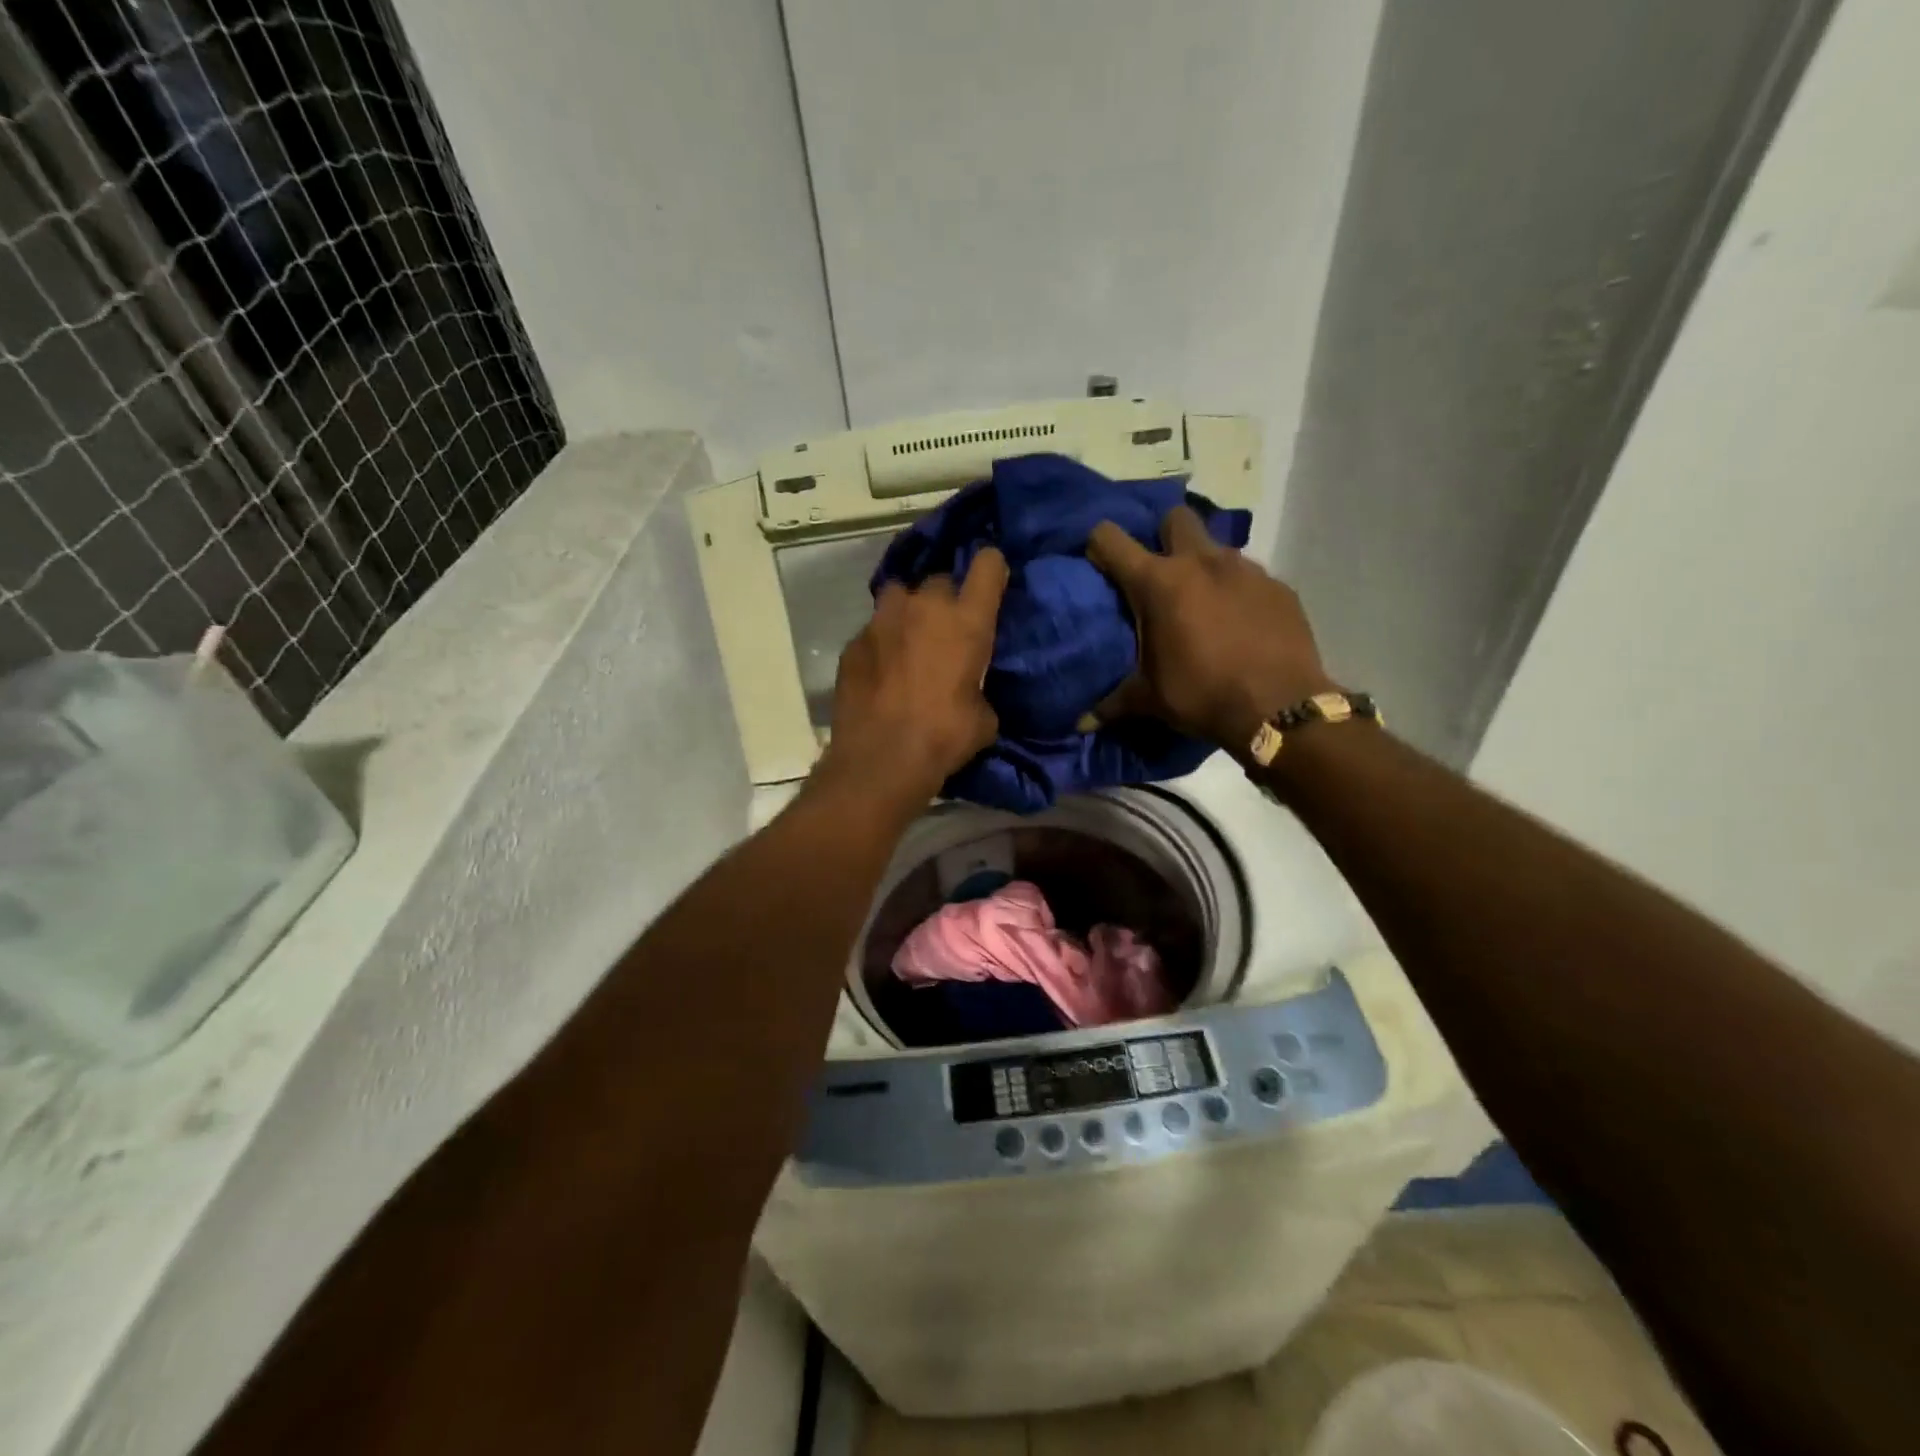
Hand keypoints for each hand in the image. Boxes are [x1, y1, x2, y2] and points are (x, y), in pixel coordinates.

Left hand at [817, 548, 1009, 802]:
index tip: (991, 582)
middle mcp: (924, 608)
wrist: (881, 760)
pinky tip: (881, 671)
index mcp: (966, 622)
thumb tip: (968, 691)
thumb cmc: (944, 738)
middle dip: (945, 600)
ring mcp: (882, 621)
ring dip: (909, 612)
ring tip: (909, 641)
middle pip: (940, 581)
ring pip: (900, 596)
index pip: (988, 565)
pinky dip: (881, 643)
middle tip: (945, 630)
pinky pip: (873, 630)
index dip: (992, 568)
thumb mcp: (982, 718)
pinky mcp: (852, 643)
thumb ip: (978, 688)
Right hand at [1086, 507, 1336, 753]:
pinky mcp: (1278, 586)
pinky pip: (1249, 576)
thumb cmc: (1202, 695)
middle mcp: (1201, 562)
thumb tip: (1081, 724)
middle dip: (1163, 535)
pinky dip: (1237, 592)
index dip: (1099, 544)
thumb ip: (1113, 704)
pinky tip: (1239, 623)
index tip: (1098, 562)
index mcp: (1158, 582)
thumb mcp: (1150, 700)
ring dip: (1203, 566)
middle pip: (1176, 518)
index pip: (1111, 539)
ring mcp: (1245, 569)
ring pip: (1216, 547)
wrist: (1280, 709)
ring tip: (1202, 604)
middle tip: (1160, 573)